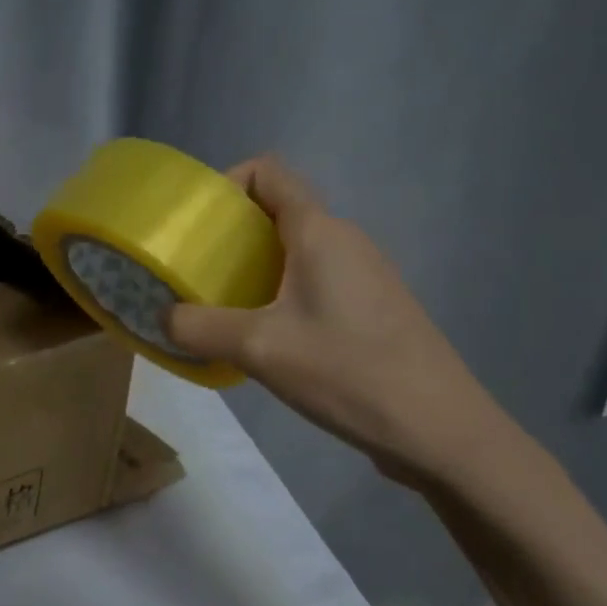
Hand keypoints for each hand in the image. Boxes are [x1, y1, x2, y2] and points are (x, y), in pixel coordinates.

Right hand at [165, 156, 519, 492]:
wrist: (442, 432)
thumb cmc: (348, 372)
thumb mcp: (259, 349)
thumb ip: (199, 328)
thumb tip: (164, 319)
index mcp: (319, 232)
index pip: (268, 172)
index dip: (226, 184)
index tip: (197, 225)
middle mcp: (344, 240)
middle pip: (278, 211)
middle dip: (230, 234)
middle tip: (195, 271)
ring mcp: (364, 275)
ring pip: (295, 250)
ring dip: (253, 268)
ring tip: (220, 306)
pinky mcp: (372, 308)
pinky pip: (313, 281)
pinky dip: (279, 293)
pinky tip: (264, 338)